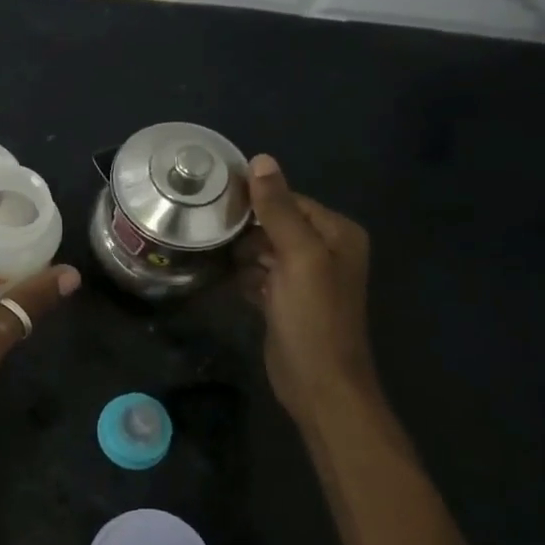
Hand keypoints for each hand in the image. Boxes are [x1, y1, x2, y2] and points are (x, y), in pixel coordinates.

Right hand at [236, 155, 378, 426]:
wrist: (319, 385)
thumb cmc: (314, 317)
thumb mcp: (299, 256)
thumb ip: (278, 209)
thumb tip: (260, 159)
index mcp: (337, 233)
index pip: (290, 199)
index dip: (255, 199)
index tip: (214, 198)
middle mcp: (325, 250)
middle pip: (274, 223)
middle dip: (245, 228)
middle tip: (206, 228)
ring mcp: (304, 277)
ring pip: (262, 249)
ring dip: (240, 253)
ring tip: (211, 252)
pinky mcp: (284, 300)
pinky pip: (258, 274)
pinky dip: (243, 276)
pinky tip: (225, 279)